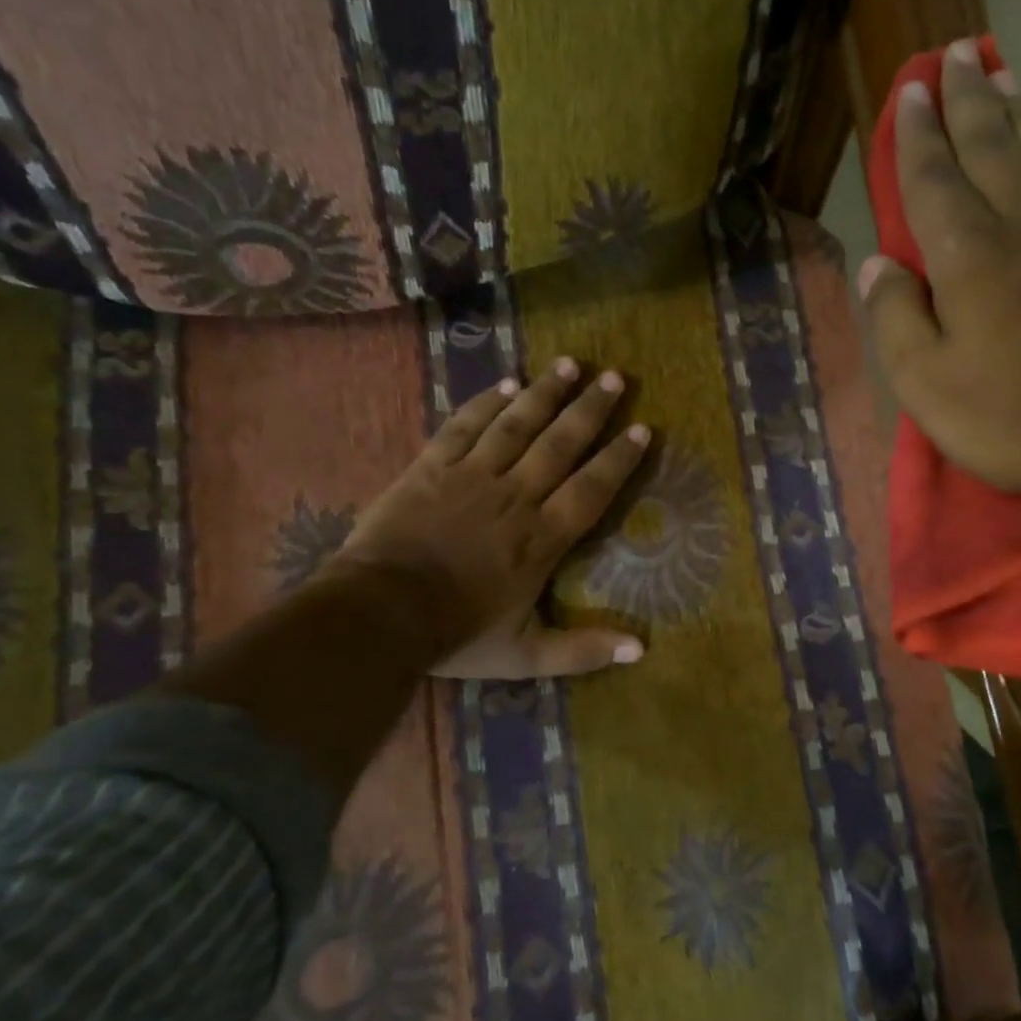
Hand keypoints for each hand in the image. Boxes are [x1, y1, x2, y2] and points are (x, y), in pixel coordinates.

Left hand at [318, 357, 651, 679]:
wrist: (378, 615)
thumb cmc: (456, 634)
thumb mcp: (526, 656)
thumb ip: (582, 650)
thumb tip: (641, 651)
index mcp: (542, 539)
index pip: (591, 490)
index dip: (618, 459)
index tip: (642, 429)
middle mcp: (515, 497)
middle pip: (560, 445)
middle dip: (590, 410)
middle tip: (614, 377)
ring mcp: (472, 477)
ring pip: (516, 425)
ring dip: (545, 393)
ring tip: (569, 364)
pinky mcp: (432, 468)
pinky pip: (464, 427)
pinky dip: (486, 404)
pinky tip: (506, 384)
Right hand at [859, 39, 1020, 525]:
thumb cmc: (1004, 419)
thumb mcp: (923, 382)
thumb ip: (895, 317)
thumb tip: (879, 265)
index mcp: (970, 256)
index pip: (935, 179)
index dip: (917, 135)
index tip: (909, 92)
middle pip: (991, 147)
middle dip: (967, 99)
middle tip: (954, 54)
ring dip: (1016, 111)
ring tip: (1002, 74)